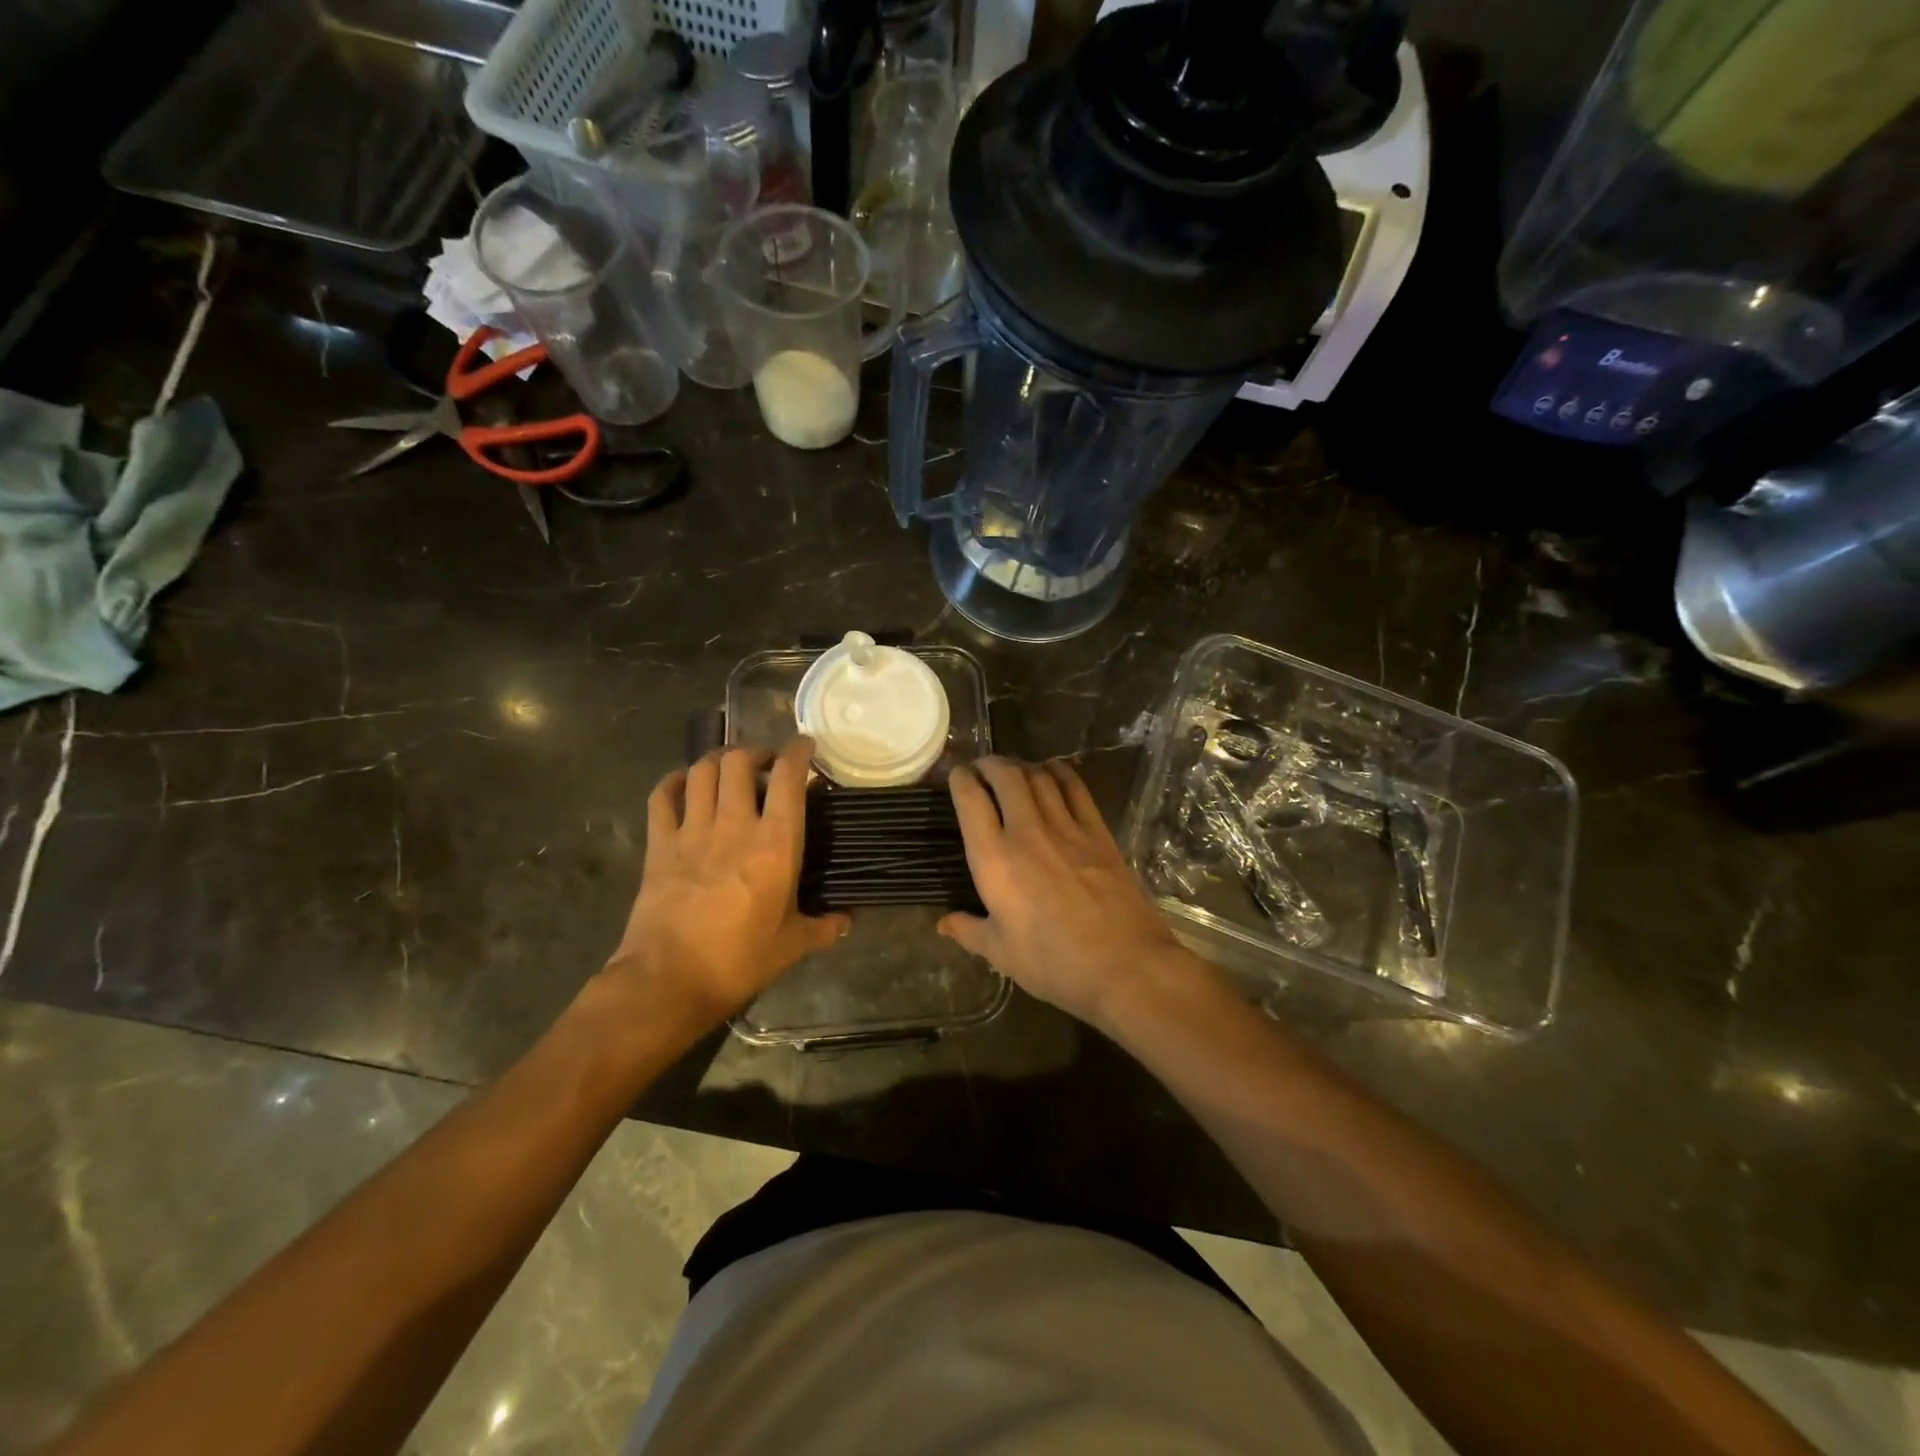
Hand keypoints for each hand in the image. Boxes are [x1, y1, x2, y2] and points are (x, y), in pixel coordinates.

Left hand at [604, 739, 847, 1025]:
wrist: (667, 981)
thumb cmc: (738, 961)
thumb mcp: (791, 946)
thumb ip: (822, 927)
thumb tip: (847, 920)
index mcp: (775, 845)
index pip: (790, 779)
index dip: (799, 753)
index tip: (806, 748)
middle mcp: (735, 825)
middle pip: (739, 762)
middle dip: (755, 752)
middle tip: (766, 764)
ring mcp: (692, 832)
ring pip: (701, 771)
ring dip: (718, 761)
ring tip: (730, 770)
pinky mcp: (659, 845)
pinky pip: (662, 797)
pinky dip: (674, 782)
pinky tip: (684, 785)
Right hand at [939, 757, 1199, 1028]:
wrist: (1124, 965)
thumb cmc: (1053, 963)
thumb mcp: (1001, 953)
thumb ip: (969, 931)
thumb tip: (943, 924)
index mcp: (994, 858)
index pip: (970, 799)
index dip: (959, 778)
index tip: (955, 776)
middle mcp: (1027, 831)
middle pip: (1006, 775)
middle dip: (989, 763)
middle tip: (982, 769)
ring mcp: (1066, 827)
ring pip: (1039, 776)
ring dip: (1021, 766)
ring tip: (1013, 771)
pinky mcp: (1098, 832)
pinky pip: (1076, 788)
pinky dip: (1060, 772)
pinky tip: (1053, 772)